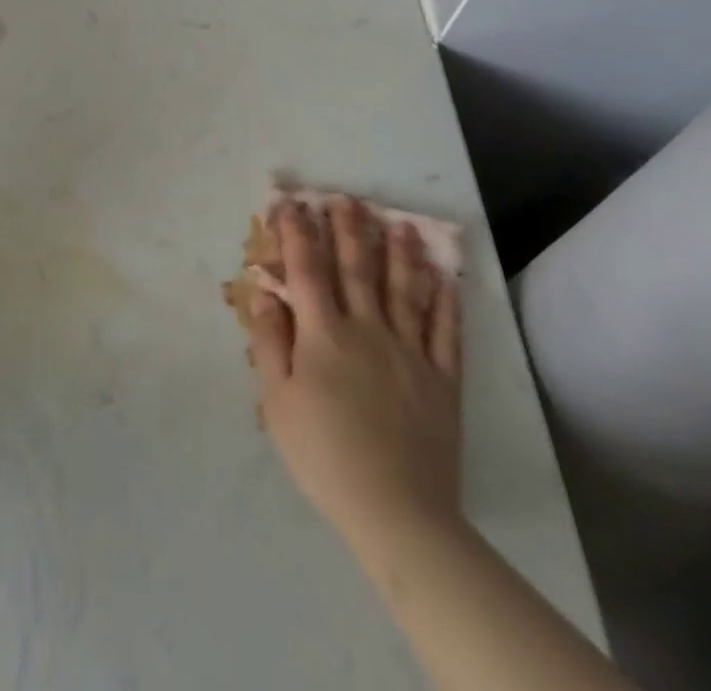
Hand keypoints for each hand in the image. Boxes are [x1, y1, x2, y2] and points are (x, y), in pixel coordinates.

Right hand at [249, 196, 462, 549]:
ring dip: (401, 253)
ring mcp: (410, 351)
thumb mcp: (277, 402)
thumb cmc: (324, 454)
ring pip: (405, 289)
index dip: (296, 232)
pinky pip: (445, 331)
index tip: (290, 203)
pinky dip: (446, 301)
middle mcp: (368, 329)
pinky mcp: (442, 378)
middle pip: (357, 268)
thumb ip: (269, 342)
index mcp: (324, 334)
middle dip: (349, 229)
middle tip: (348, 199)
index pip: (307, 269)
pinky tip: (446, 279)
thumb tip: (264, 292)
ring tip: (401, 224)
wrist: (396, 511)